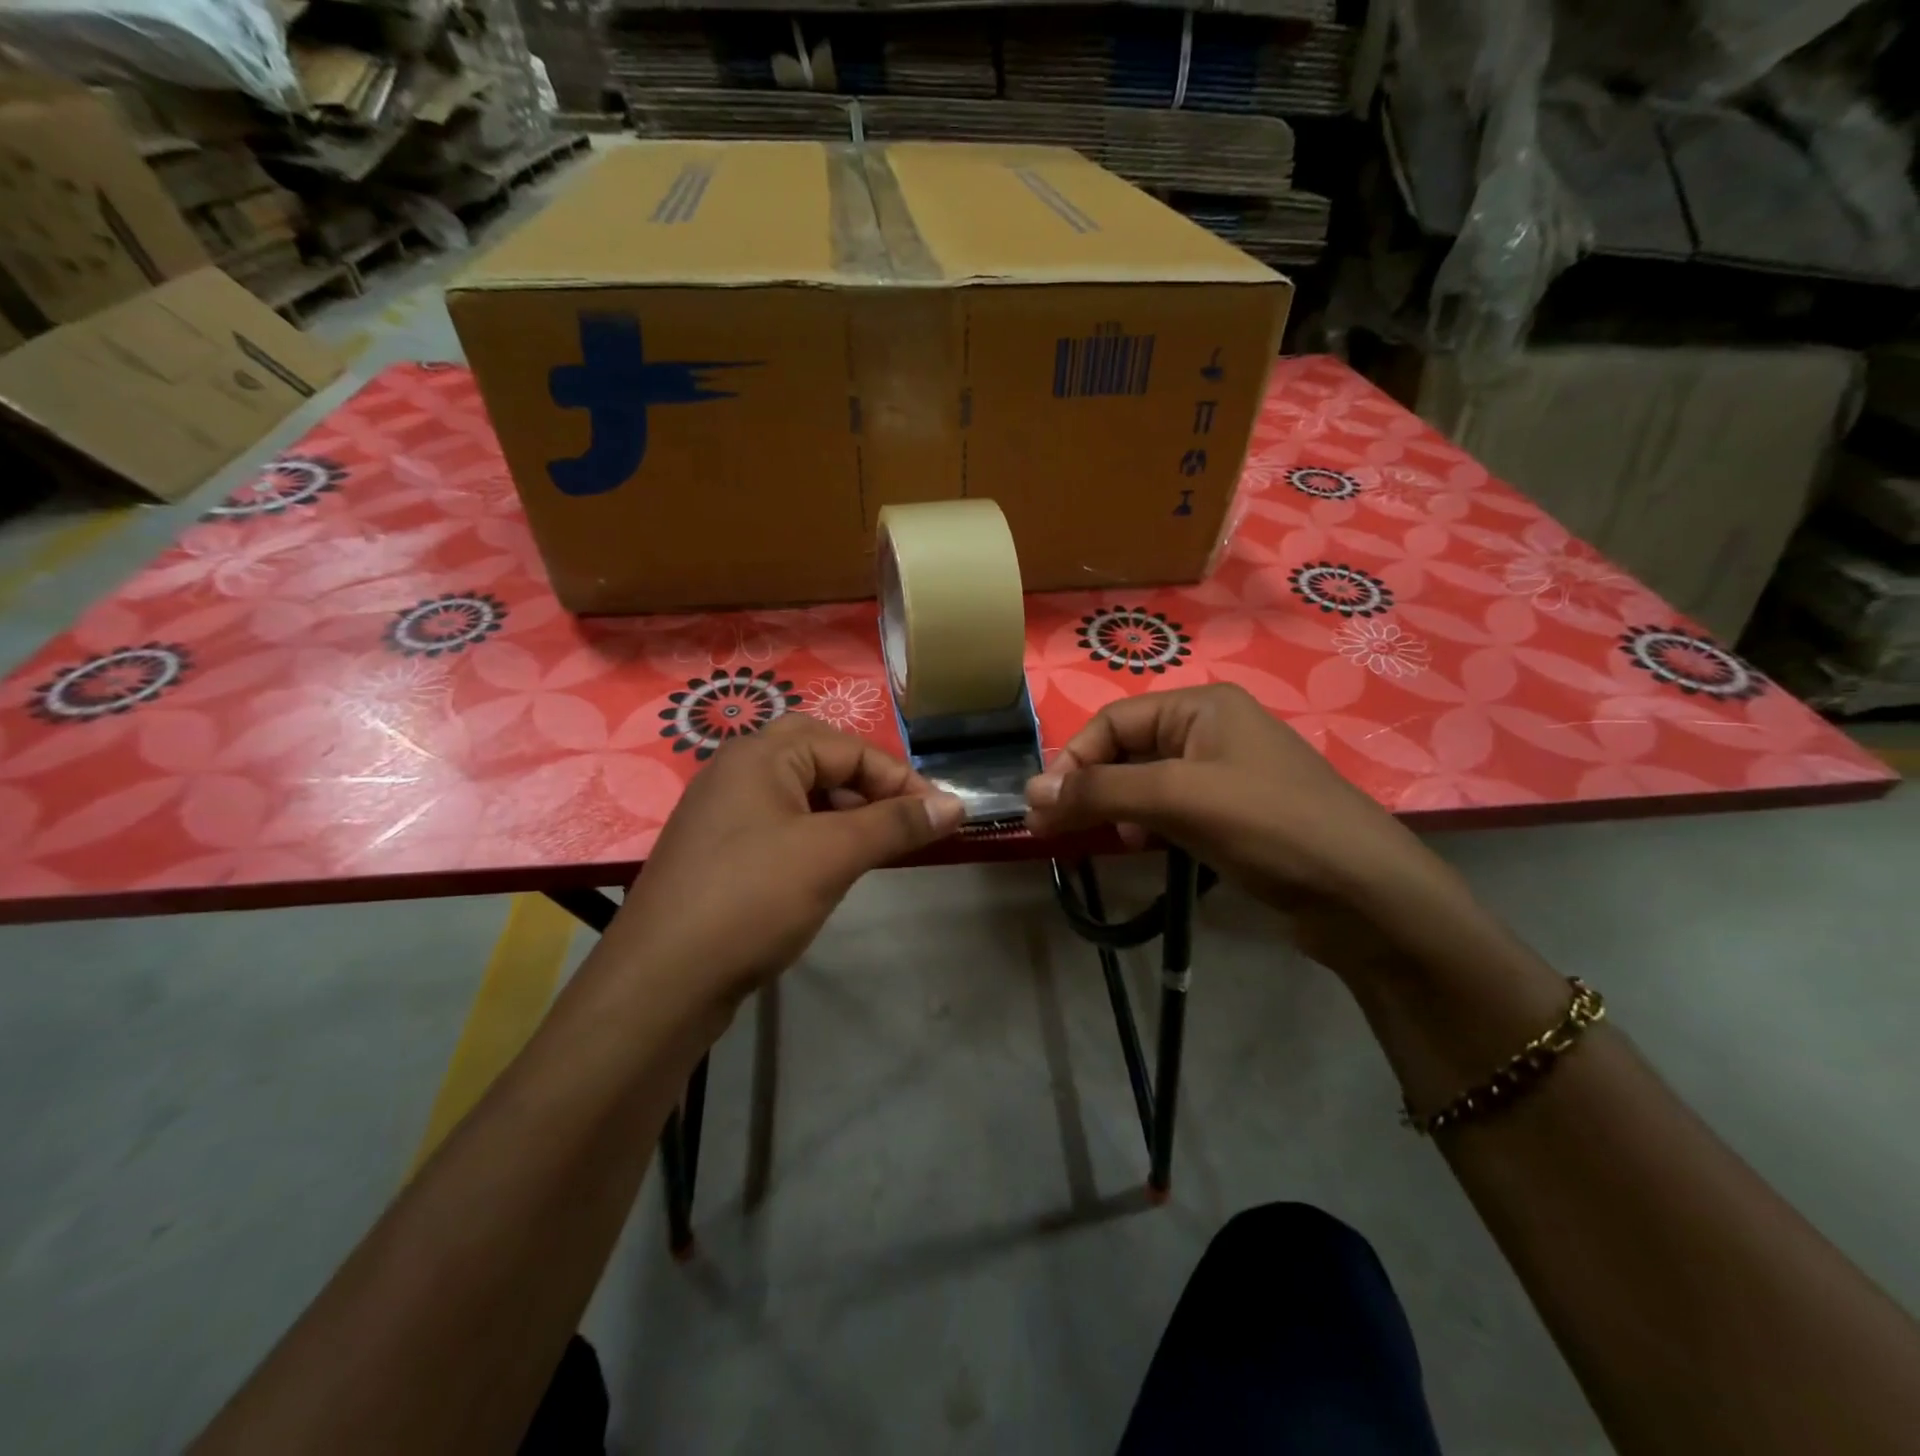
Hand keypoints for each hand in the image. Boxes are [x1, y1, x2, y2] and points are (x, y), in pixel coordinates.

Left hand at [605, 715, 963, 1005]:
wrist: (661, 981)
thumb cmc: (752, 900)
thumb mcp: (833, 855)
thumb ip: (895, 823)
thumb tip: (955, 804)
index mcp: (760, 754)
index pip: (849, 747)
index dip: (901, 779)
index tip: (942, 815)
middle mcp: (736, 770)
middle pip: (819, 757)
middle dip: (867, 784)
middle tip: (901, 817)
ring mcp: (722, 811)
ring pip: (799, 792)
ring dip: (843, 810)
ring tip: (874, 845)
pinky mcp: (717, 850)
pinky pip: (778, 823)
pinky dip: (814, 834)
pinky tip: (829, 867)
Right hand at [1022, 684, 1481, 981]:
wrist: (1366, 896)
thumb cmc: (1270, 827)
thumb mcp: (1178, 798)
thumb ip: (1101, 791)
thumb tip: (1030, 793)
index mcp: (1203, 706)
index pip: (1114, 721)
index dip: (1074, 760)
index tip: (1045, 808)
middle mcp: (1214, 730)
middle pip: (1129, 749)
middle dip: (1093, 787)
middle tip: (1059, 829)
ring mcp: (1227, 774)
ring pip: (1148, 782)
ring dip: (1118, 807)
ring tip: (1110, 840)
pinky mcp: (1236, 815)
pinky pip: (1174, 809)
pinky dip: (1149, 825)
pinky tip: (1144, 848)